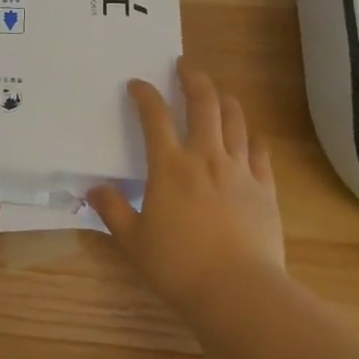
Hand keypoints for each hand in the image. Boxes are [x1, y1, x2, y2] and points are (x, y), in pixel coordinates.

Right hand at [89, 59, 286, 313]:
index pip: (155, 117)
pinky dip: (253, 140)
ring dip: (225, 101)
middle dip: (193, 79)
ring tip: (219, 93)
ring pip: (235, 121)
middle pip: (203, 103)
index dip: (145, 95)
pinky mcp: (265, 189)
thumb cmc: (179, 265)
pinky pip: (261, 154)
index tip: (137, 84)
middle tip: (185, 67)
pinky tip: (251, 139)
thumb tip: (93, 191)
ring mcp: (239, 171)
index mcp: (170, 166)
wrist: (238, 291)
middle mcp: (205, 157)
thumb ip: (113, 211)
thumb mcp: (134, 241)